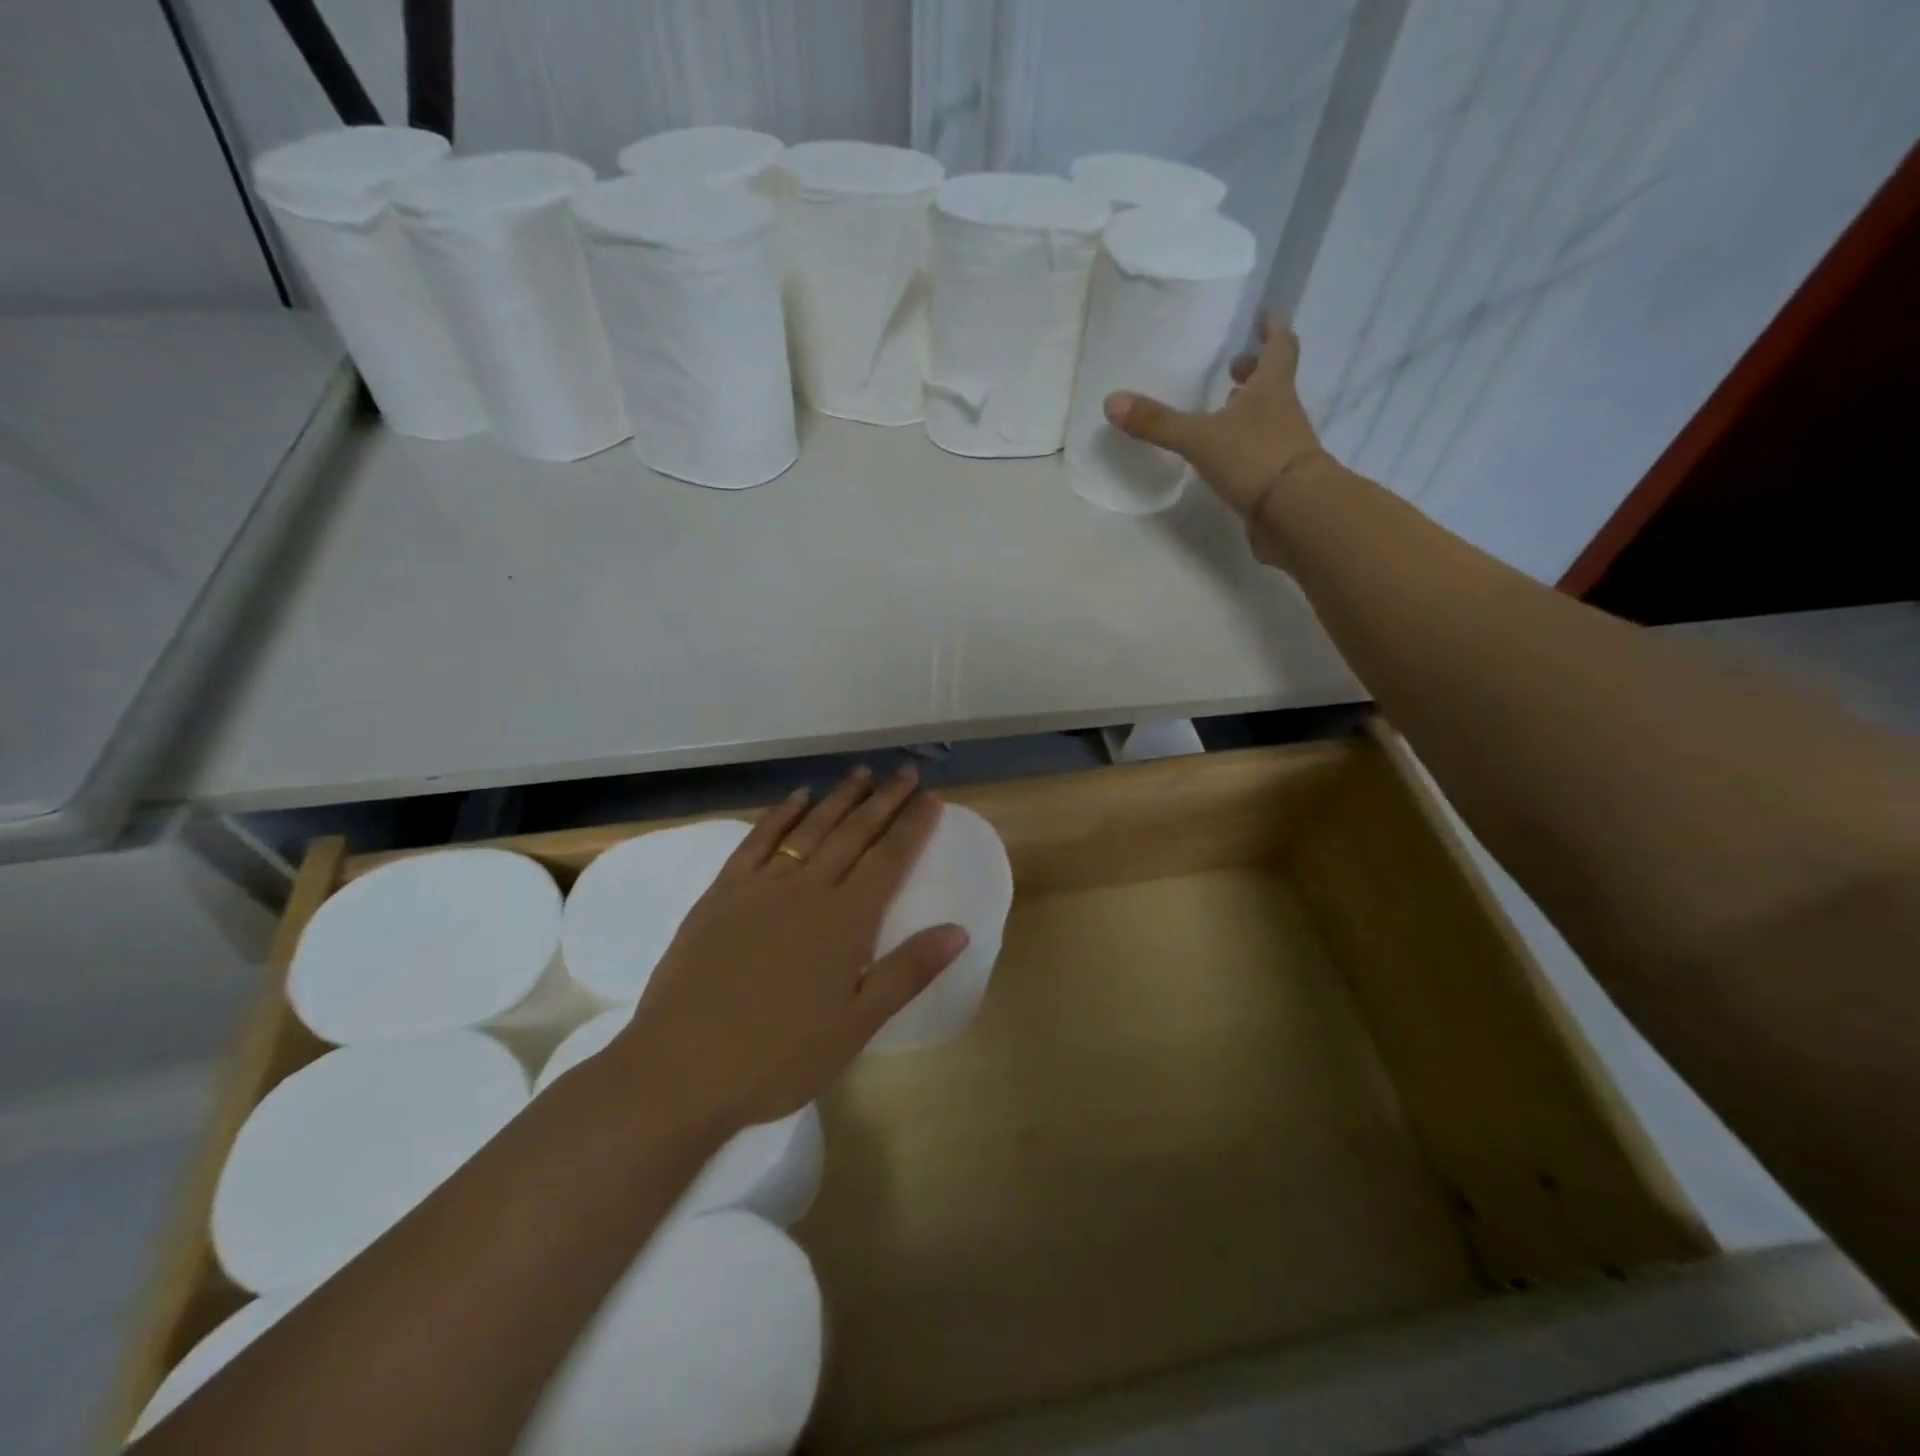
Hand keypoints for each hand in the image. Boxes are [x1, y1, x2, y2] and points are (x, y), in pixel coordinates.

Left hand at [611, 766, 966, 1129]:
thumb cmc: (779, 1056)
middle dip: (885, 799)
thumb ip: (908, 971)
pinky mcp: (722, 893)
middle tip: (906, 771)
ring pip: (810, 828)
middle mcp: (808, 889)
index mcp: (845, 920)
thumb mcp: (856, 1025)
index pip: (890, 859)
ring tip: (862, 773)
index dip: (914, 826)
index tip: (932, 797)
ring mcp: (761, 886)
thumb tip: (959, 930)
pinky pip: (757, 841)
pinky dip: (780, 815)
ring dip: (839, 797)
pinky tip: (797, 798)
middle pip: (854, 833)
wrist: (681, 1068)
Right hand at [1104, 315, 1330, 559]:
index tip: (1263, 316)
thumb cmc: (1254, 459)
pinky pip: (1259, 452)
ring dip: (1247, 410)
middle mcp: (1283, 412)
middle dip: (1254, 372)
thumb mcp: (1200, 438)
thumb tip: (1111, 401)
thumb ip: (1158, 422)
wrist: (1295, 514)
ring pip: (1266, 418)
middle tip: (1234, 367)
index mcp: (1272, 388)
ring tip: (1221, 411)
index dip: (1271, 329)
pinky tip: (1223, 456)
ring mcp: (1283, 447)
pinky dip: (1243, 447)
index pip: (1279, 346)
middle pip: (1273, 383)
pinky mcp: (1277, 479)